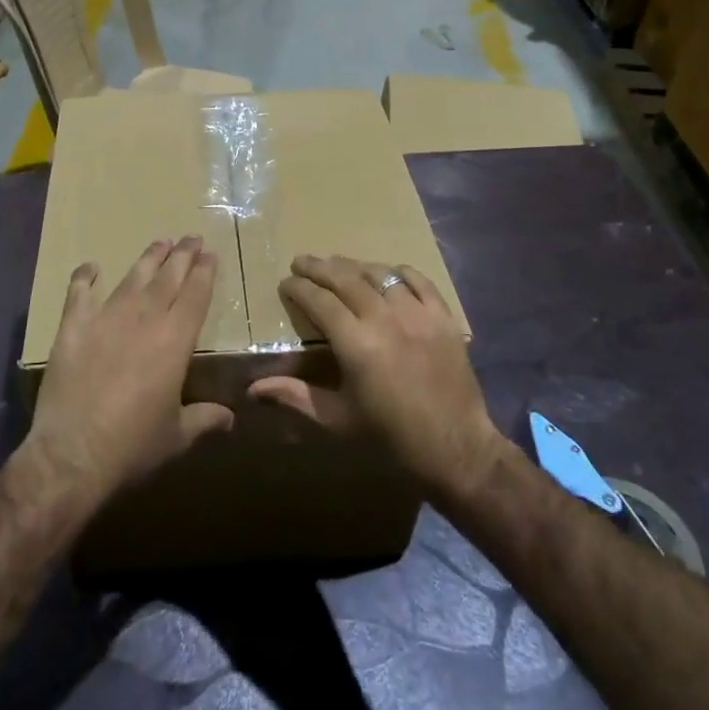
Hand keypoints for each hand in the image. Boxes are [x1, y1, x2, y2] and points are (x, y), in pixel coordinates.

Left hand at [22, 236, 233, 505]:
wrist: (73, 453)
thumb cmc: (133, 445)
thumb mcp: (178, 436)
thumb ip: (204, 419)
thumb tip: (230, 418)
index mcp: (175, 341)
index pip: (196, 295)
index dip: (205, 273)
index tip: (210, 254)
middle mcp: (144, 320)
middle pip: (168, 278)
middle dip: (182, 255)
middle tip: (191, 238)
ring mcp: (106, 319)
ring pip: (132, 279)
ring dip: (148, 259)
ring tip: (160, 243)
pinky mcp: (73, 328)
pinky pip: (79, 293)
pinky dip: (85, 277)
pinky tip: (91, 267)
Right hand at [251, 254, 504, 499]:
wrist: (455, 448)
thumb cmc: (390, 436)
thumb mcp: (337, 419)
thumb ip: (295, 396)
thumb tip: (252, 389)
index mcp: (356, 344)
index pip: (320, 301)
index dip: (300, 288)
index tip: (286, 282)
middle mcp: (385, 319)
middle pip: (347, 279)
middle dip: (320, 267)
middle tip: (302, 261)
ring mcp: (418, 315)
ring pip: (381, 275)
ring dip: (355, 266)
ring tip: (338, 264)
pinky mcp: (443, 318)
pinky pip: (419, 281)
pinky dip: (399, 272)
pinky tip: (387, 272)